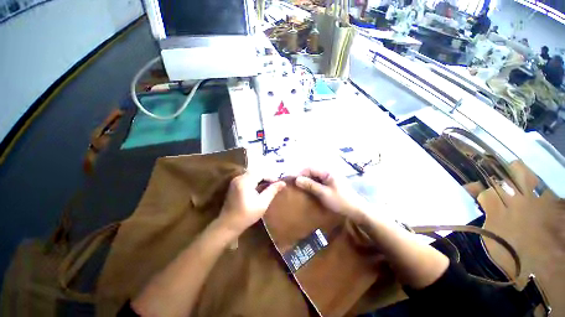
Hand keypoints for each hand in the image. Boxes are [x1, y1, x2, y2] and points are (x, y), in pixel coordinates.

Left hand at [218, 172, 285, 235]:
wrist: (228, 224)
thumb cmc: (247, 215)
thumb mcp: (262, 204)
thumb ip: (272, 191)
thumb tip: (283, 183)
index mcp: (245, 182)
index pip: (261, 173)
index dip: (271, 177)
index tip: (278, 183)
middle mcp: (239, 178)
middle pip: (256, 172)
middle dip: (266, 176)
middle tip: (274, 184)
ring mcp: (235, 181)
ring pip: (251, 174)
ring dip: (260, 178)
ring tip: (268, 185)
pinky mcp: (234, 184)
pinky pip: (247, 178)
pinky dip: (254, 180)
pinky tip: (259, 187)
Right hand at [295, 168, 367, 222]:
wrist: (357, 210)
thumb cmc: (340, 201)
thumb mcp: (324, 194)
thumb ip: (310, 185)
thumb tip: (297, 179)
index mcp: (327, 172)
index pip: (310, 168)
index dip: (301, 173)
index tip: (293, 181)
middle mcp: (328, 172)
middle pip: (312, 171)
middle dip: (303, 177)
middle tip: (296, 185)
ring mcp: (330, 177)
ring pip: (315, 176)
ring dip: (307, 180)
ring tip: (301, 188)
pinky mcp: (331, 183)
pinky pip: (319, 181)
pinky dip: (313, 184)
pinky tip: (309, 190)